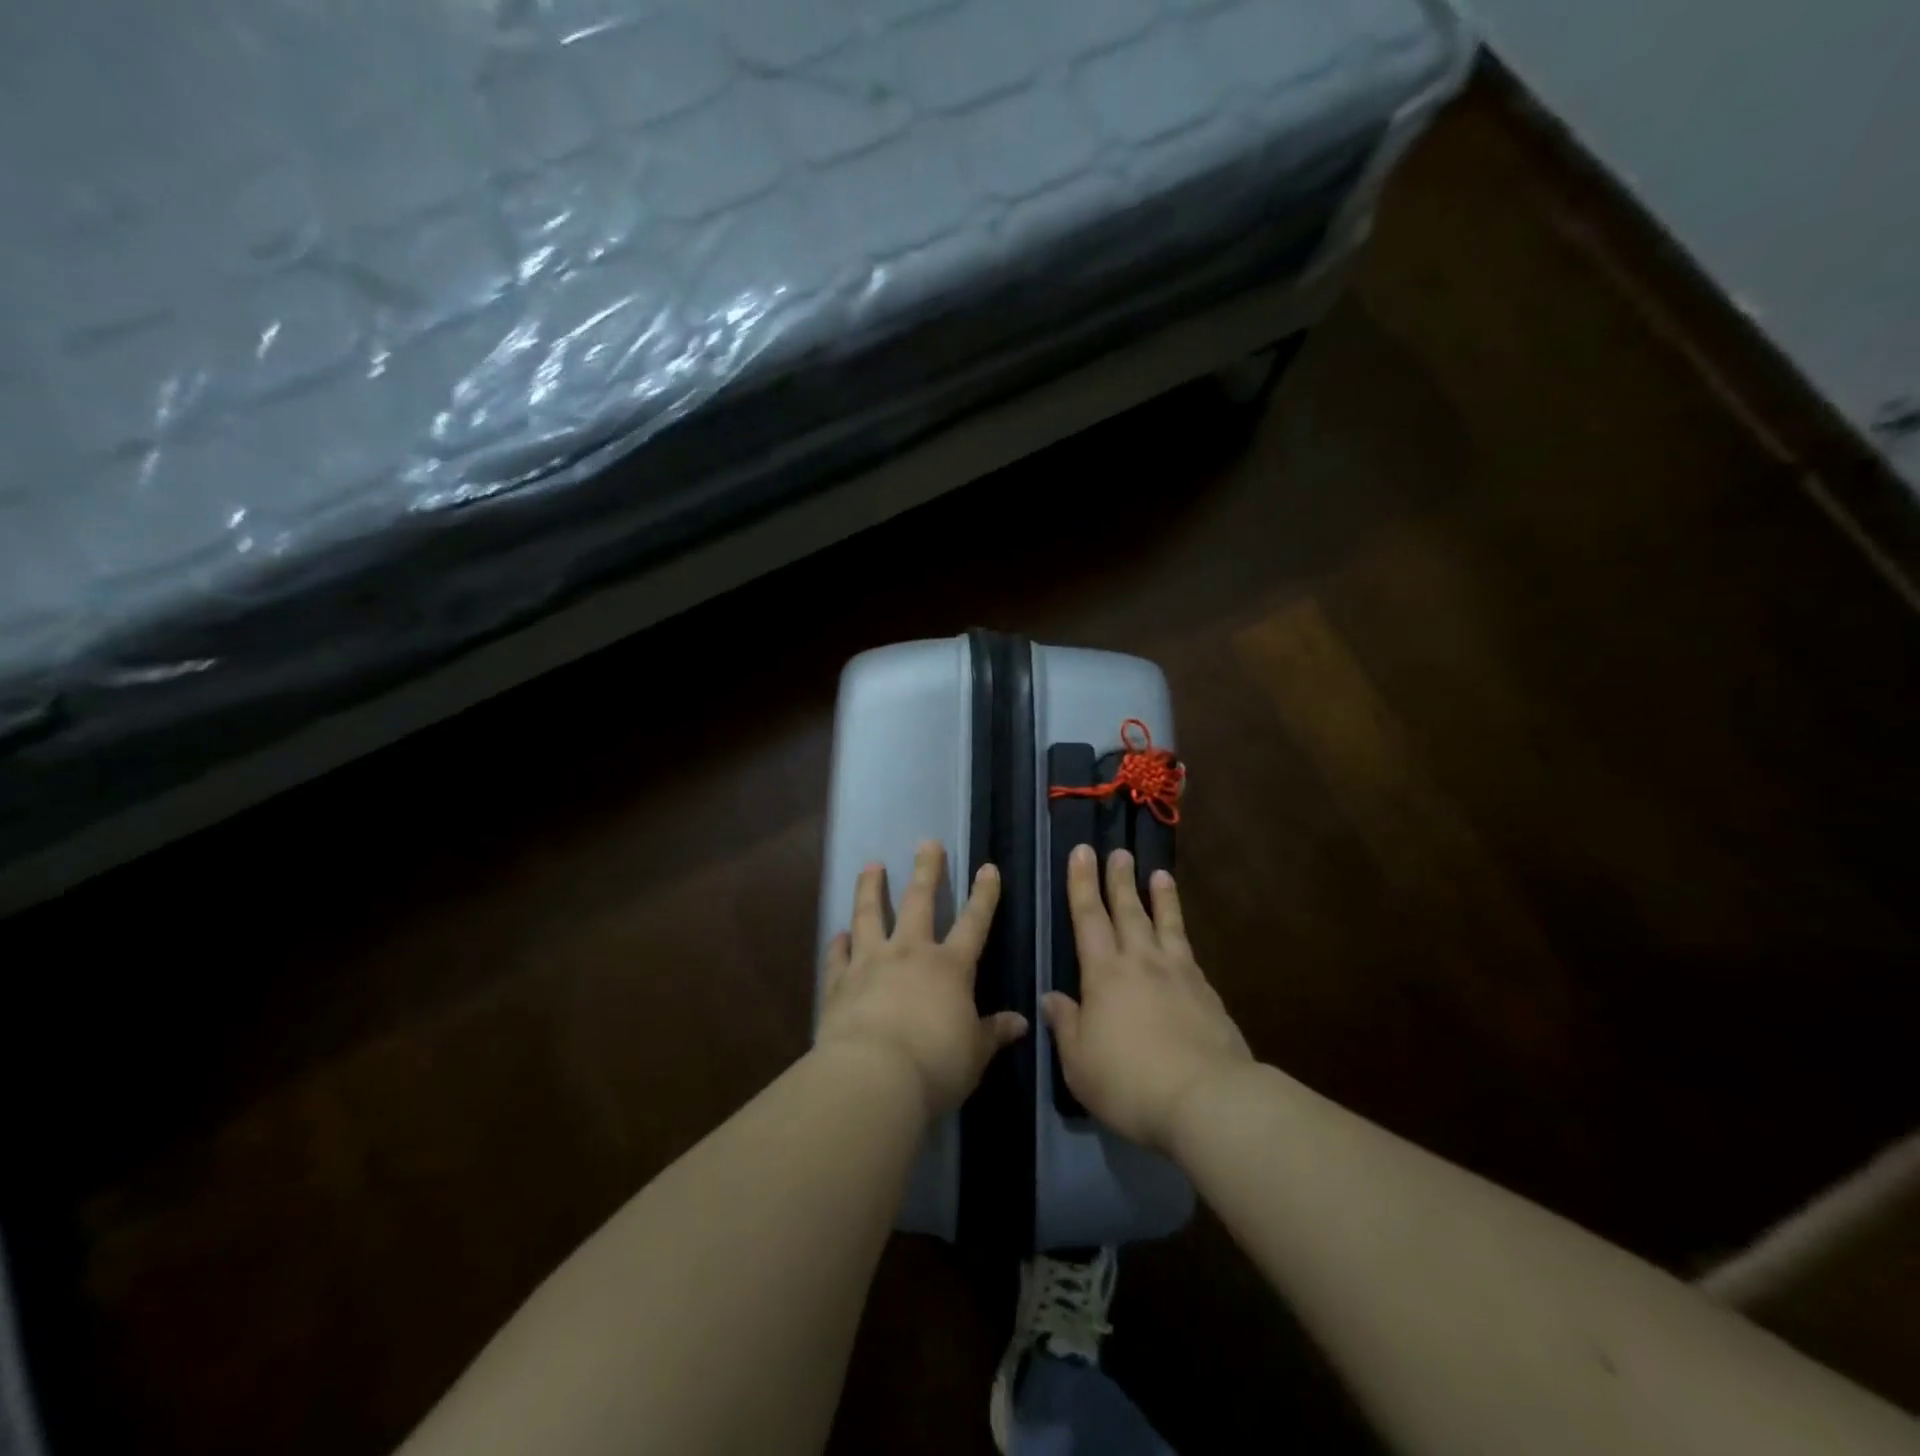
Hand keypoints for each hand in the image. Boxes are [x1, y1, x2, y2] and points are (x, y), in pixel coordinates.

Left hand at [816, 840, 1028, 1119]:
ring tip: (871, 867)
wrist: (874, 1077)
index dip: (983, 895)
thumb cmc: (935, 1065)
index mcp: (949, 967)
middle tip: (926, 843)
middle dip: (926, 871)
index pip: (973, 923)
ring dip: (871, 889)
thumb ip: (993, 1033)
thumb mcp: (975, 1054)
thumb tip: (1021, 1022)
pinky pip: (838, 956)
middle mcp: (910, 954)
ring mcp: (870, 963)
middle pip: (919, 902)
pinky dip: (838, 943)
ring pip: (870, 916)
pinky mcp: (839, 983)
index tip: (987, 868)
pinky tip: (837, 934)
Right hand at [1044, 844, 1252, 1154]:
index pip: (1088, 918)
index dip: (1082, 884)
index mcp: (1104, 974)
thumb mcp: (1079, 1063)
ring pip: (1165, 924)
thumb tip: (1052, 998)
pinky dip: (1182, 934)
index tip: (1081, 852)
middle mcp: (1141, 962)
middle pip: (1128, 911)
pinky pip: (1189, 952)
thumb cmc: (1129, 1082)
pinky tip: (1181, 937)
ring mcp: (1179, 975)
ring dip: (1159, 897)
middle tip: (1117, 851)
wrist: (1207, 1099)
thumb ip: (1066, 1025)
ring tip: (1159, 873)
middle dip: (1119, 879)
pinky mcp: (1207, 993)